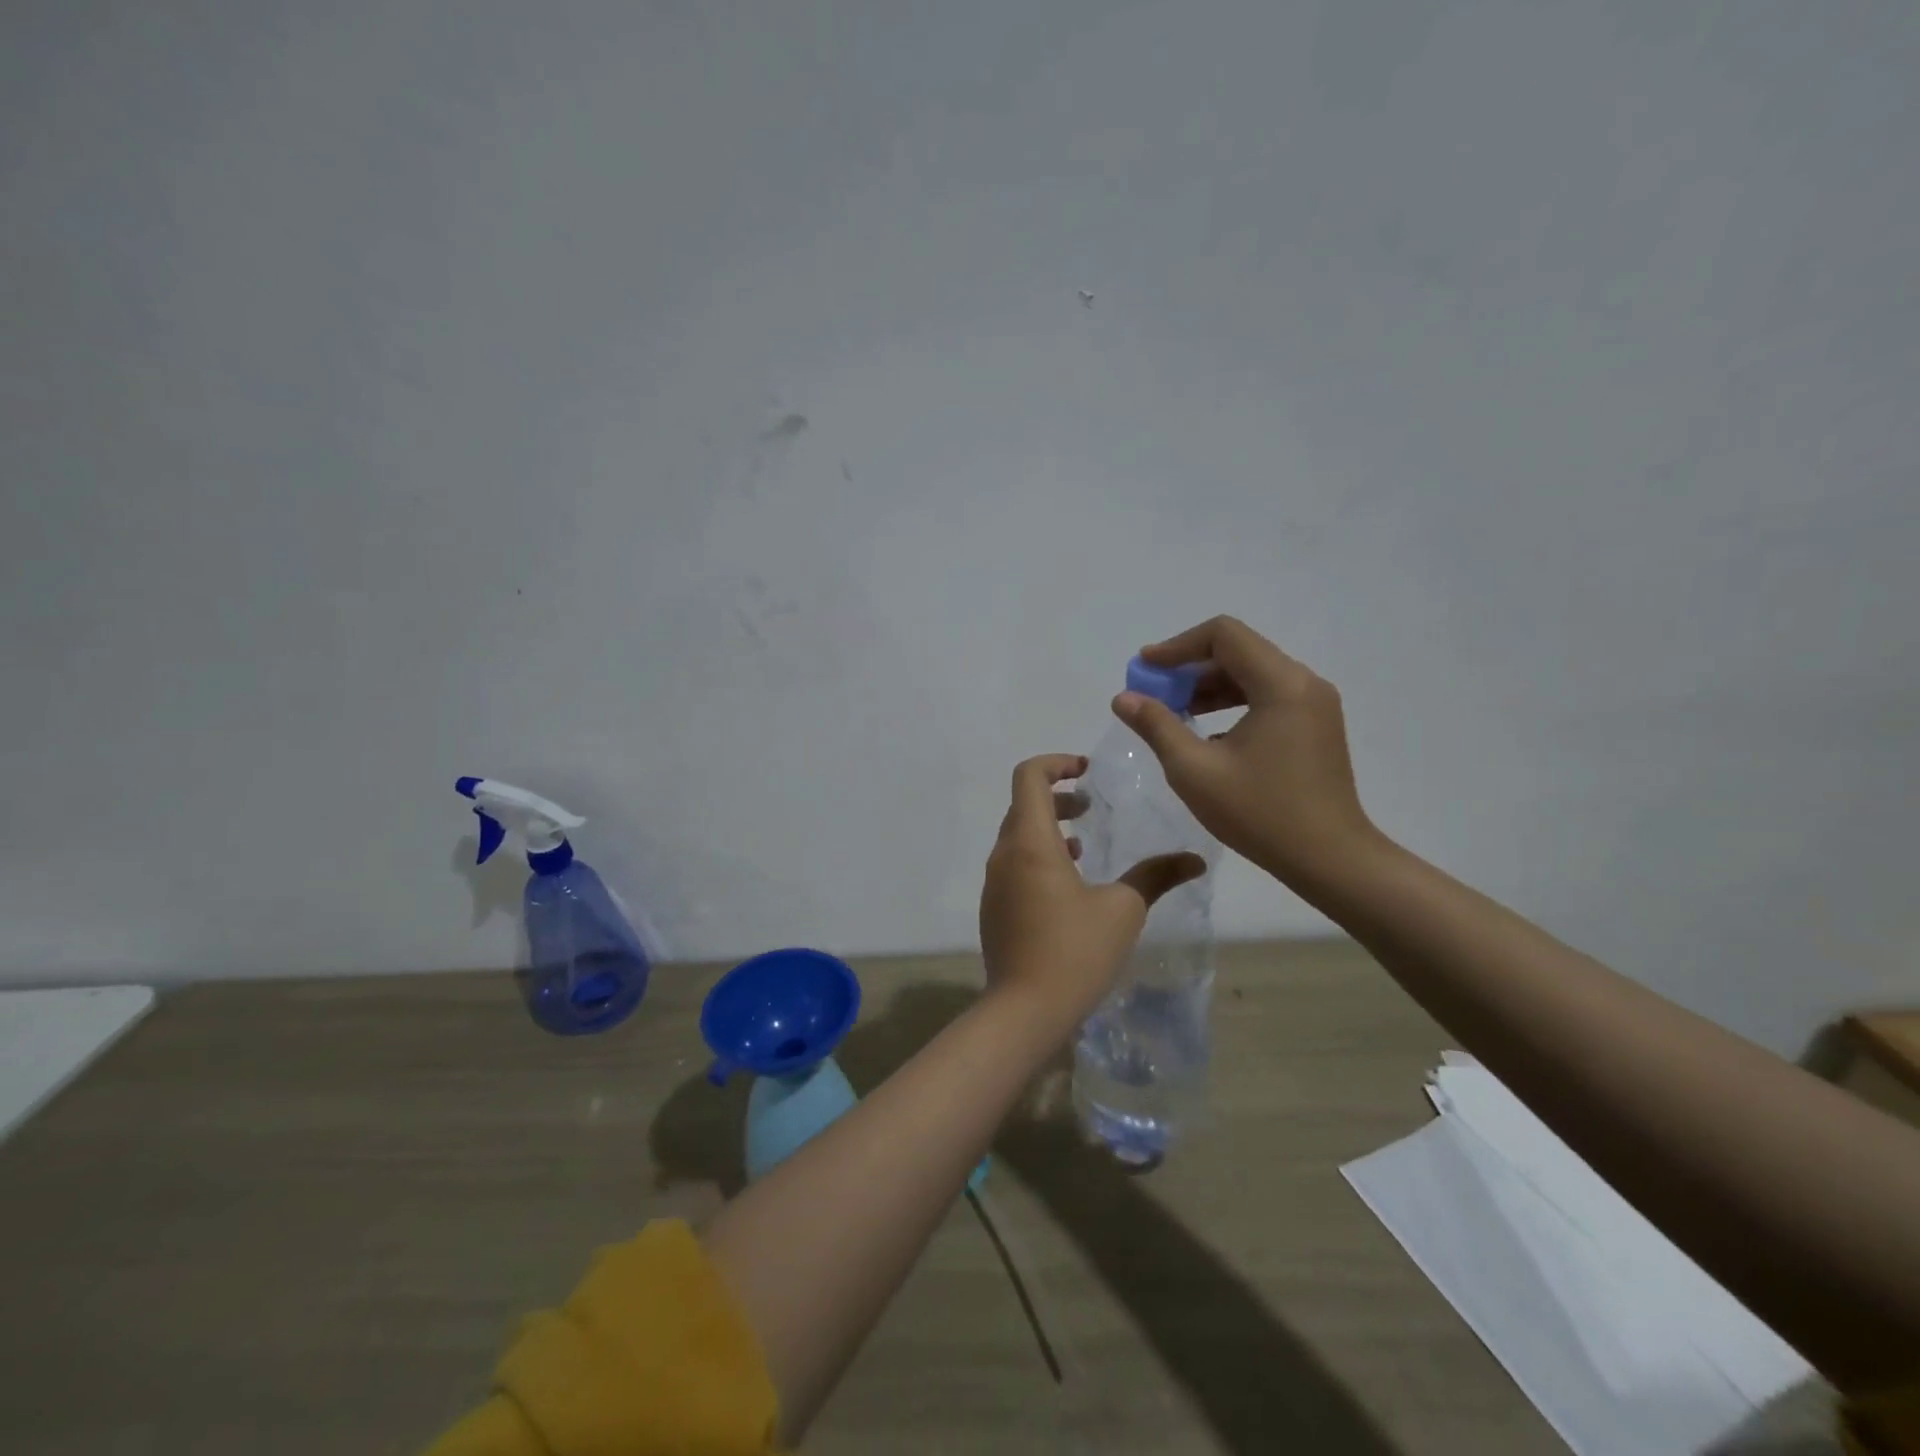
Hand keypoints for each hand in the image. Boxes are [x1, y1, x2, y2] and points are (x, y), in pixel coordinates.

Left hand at [979, 754, 1205, 1032]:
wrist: (1024, 1011)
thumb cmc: (1075, 952)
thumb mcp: (1123, 910)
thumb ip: (1155, 876)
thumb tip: (1195, 858)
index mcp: (1030, 842)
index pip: (1029, 776)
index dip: (1057, 763)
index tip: (1086, 772)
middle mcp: (1004, 854)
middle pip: (1023, 805)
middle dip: (1057, 798)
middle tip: (1089, 808)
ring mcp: (994, 883)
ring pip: (1017, 836)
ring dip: (1047, 829)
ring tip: (1082, 846)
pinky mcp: (994, 908)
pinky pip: (1013, 865)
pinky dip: (1038, 857)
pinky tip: (1068, 886)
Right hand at [1112, 616, 1381, 888]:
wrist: (1330, 859)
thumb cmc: (1260, 813)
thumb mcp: (1194, 770)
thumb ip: (1157, 725)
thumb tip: (1124, 698)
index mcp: (1280, 684)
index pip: (1223, 635)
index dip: (1177, 646)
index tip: (1144, 669)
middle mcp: (1304, 682)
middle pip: (1239, 650)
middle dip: (1190, 667)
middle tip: (1153, 692)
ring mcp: (1315, 704)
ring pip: (1253, 673)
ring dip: (1210, 685)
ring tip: (1174, 711)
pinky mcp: (1316, 725)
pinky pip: (1268, 695)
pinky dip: (1233, 701)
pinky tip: (1207, 732)